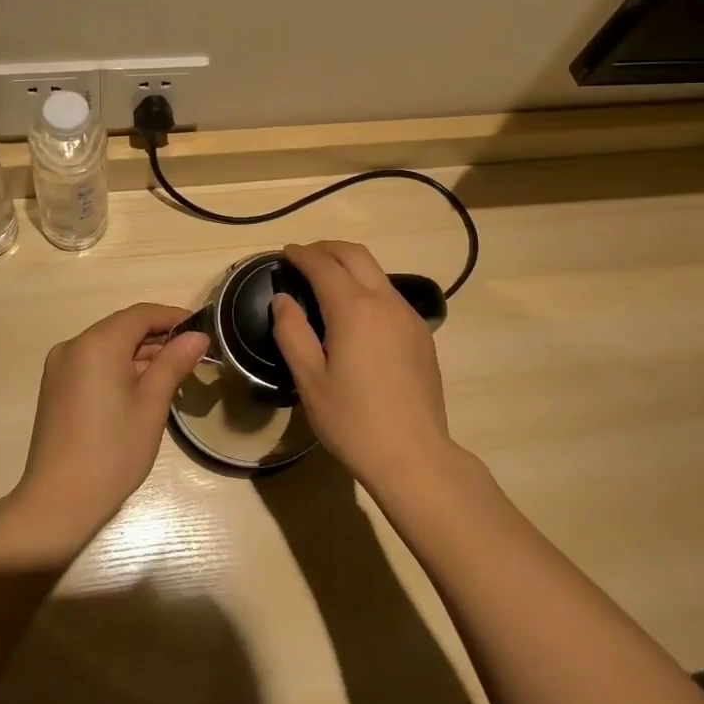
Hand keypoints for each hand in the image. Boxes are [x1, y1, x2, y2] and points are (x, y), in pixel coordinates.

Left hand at [10, 303, 209, 553]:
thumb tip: (198, 336)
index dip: (173, 317)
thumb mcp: (152, 405)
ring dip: (140, 354)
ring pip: (108, 346)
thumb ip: (174, 363)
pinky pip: (94, 363)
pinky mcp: (55, 387)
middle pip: (123, 327)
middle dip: (158, 337)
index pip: (141, 314)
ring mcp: (60, 367)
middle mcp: (74, 346)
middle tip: (193, 356)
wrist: (57, 503)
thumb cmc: (112, 452)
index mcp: (97, 344)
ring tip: (173, 374)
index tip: (203, 330)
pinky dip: (119, 367)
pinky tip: (141, 389)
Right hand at [270, 241, 458, 496]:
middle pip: (356, 255)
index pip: (323, 265)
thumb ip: (292, 333)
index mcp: (354, 309)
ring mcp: (408, 315)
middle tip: (304, 256)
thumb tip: (282, 299)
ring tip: (326, 279)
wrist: (415, 455)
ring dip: (349, 265)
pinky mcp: (421, 333)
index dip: (302, 255)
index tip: (285, 253)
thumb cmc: (354, 421)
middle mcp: (385, 301)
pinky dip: (367, 285)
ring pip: (377, 272)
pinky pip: (390, 294)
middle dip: (327, 248)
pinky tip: (355, 310)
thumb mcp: (310, 380)